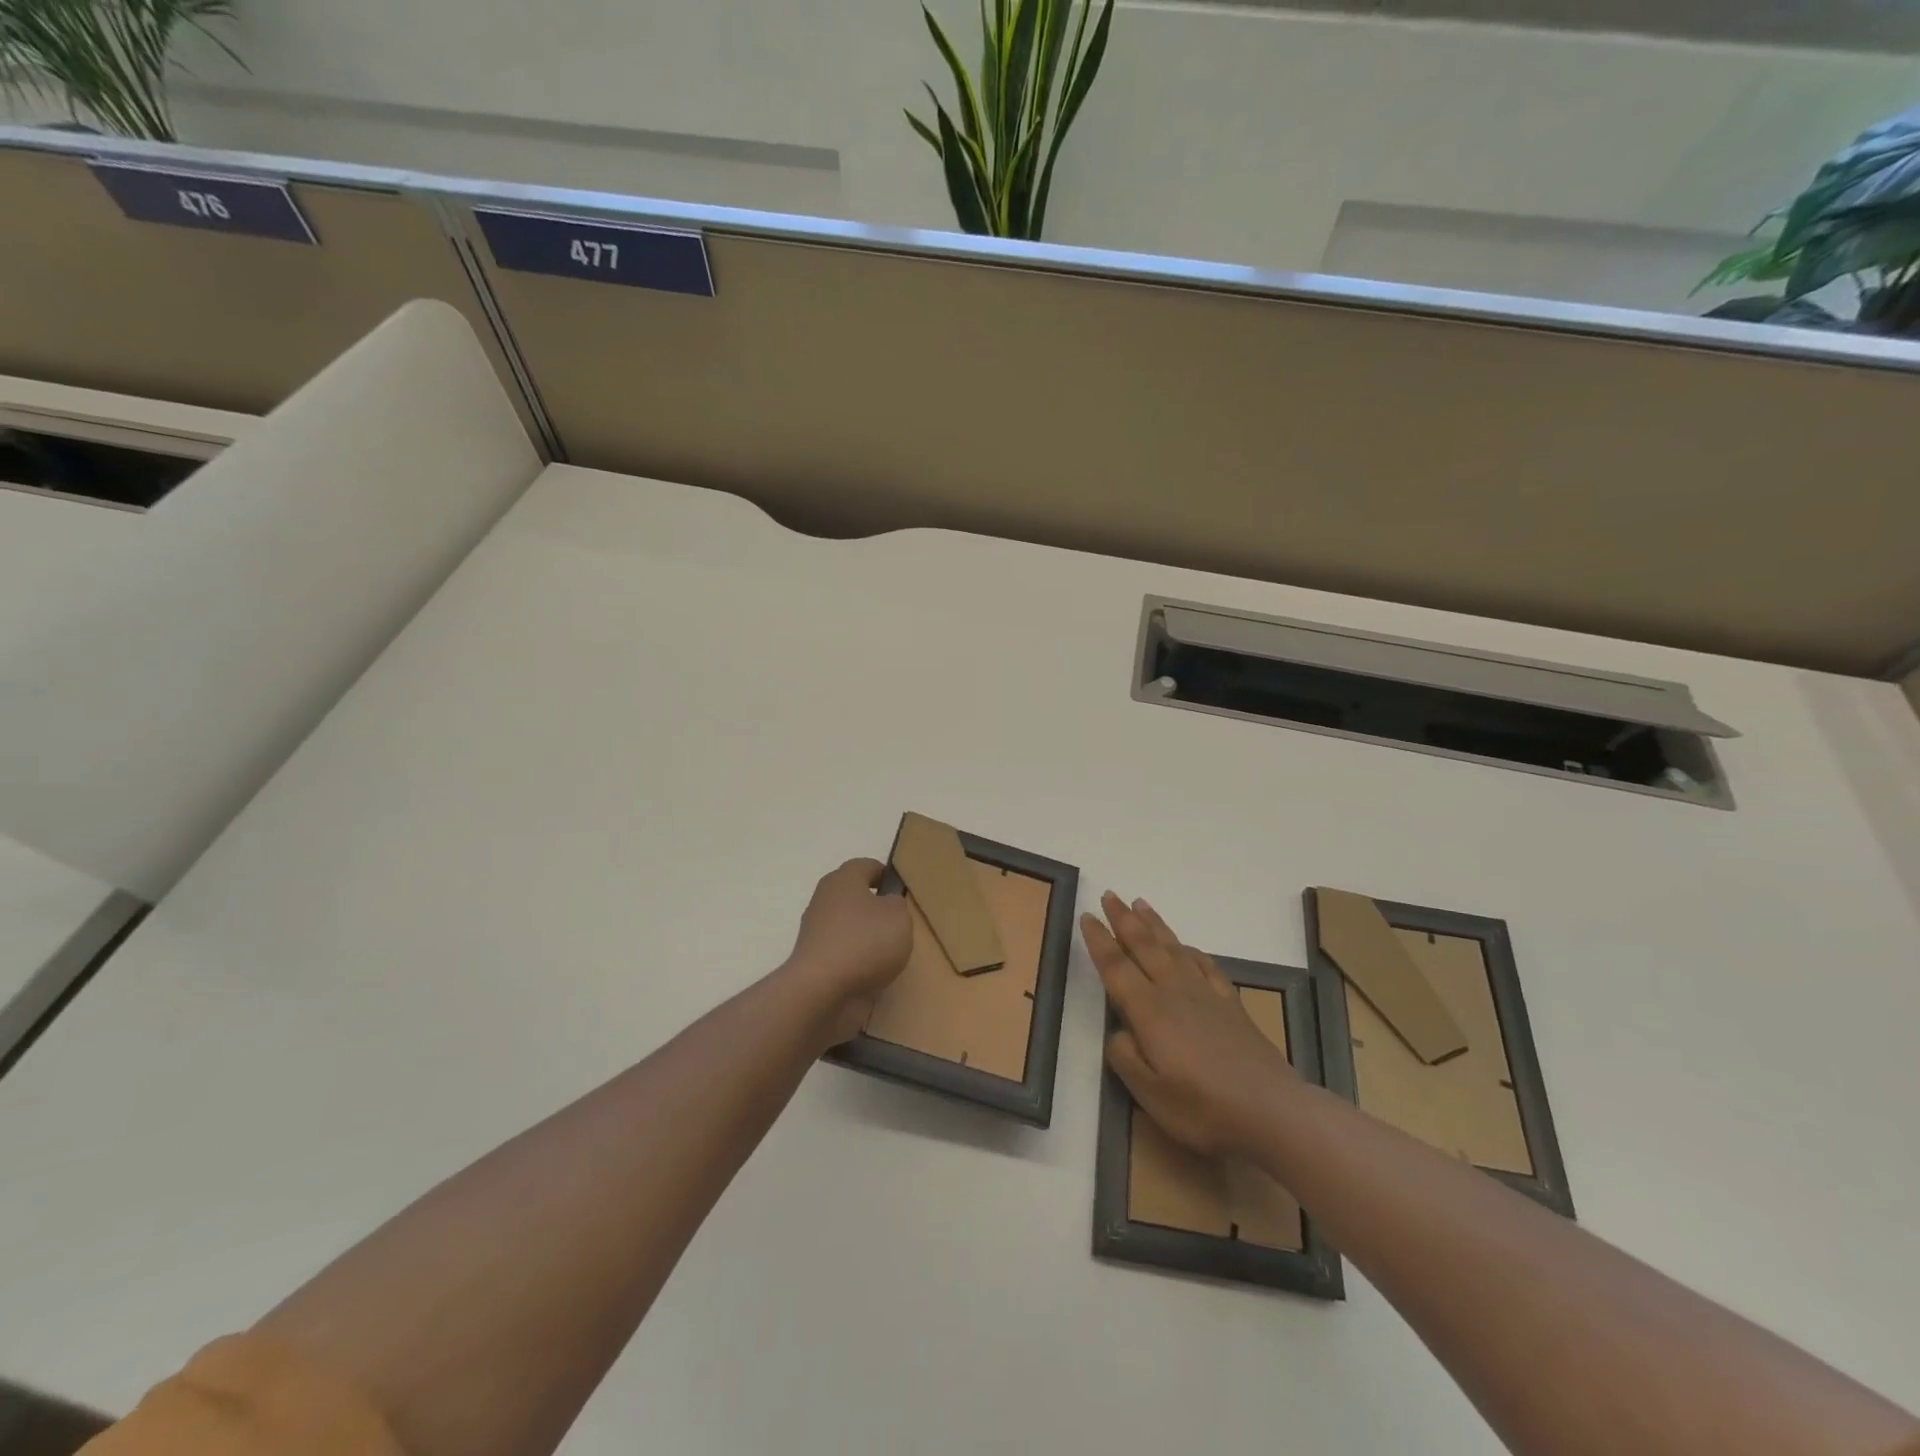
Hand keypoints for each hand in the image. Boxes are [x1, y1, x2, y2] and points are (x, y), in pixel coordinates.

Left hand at [782, 858, 913, 1048]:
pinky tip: (874, 975)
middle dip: (875, 908)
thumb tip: (887, 906)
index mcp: (843, 880)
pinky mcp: (814, 963)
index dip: (886, 875)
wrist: (821, 991)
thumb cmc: (864, 942)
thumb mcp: (898, 916)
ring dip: (866, 938)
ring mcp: (816, 933)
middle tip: (899, 924)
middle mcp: (824, 901)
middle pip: (854, 897)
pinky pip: (843, 955)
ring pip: (848, 927)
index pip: (866, 866)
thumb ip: (897, 905)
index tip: (902, 892)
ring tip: (890, 954)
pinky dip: (857, 963)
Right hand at [1083, 892, 1298, 1159]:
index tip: (1086, 916)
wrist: (1272, 1111)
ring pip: (1173, 948)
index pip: (1116, 967)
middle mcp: (1174, 992)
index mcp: (1149, 1011)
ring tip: (1140, 904)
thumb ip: (1125, 1057)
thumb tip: (1118, 1032)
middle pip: (1144, 946)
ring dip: (1154, 924)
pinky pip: (1206, 965)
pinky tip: (1186, 947)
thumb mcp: (1150, 1094)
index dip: (1099, 940)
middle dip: (1124, 919)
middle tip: (1109, 895)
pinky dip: (1191, 950)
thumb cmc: (1203, 1108)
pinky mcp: (1231, 1004)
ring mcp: (1206, 994)